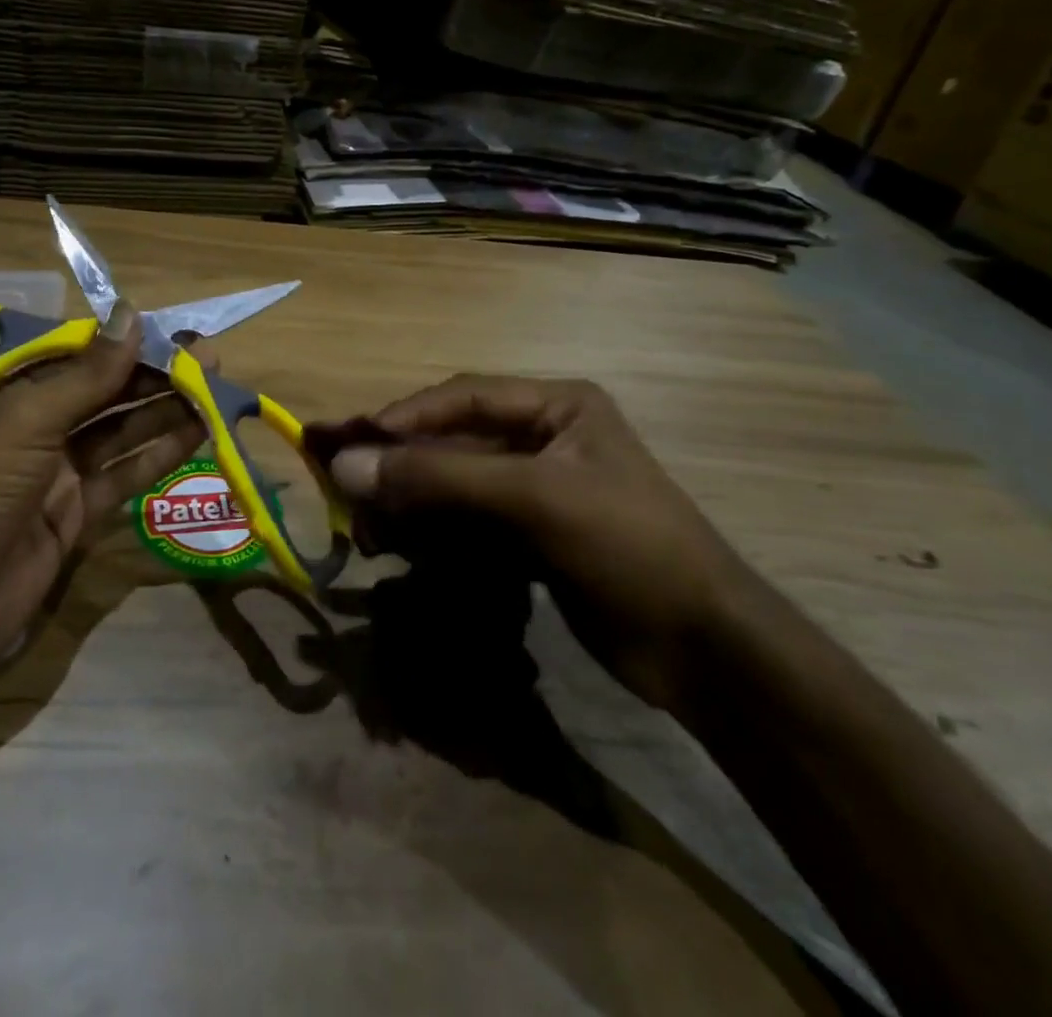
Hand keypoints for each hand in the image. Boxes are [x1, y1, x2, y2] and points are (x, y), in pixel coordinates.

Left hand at [0, 301, 205, 696]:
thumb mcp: (21, 425)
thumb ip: (84, 377)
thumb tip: (133, 316)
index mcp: (7, 394)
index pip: (77, 355)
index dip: (127, 342)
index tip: (176, 333)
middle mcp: (33, 427)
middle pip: (104, 391)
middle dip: (154, 374)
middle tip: (209, 359)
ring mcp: (56, 473)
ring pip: (119, 431)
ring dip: (163, 410)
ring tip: (214, 390)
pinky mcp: (76, 515)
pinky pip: (123, 475)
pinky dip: (158, 454)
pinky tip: (196, 434)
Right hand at [312, 375, 752, 710]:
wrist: (706, 653)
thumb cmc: (627, 548)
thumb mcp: (533, 500)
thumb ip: (438, 478)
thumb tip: (344, 464)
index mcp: (556, 407)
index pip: (461, 398)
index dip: (402, 418)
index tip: (349, 443)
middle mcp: (543, 438)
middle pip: (452, 442)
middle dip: (401, 468)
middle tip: (347, 491)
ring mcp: (537, 490)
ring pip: (454, 486)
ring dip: (411, 506)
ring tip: (368, 531)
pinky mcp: (532, 536)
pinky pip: (467, 523)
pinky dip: (433, 535)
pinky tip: (402, 552)